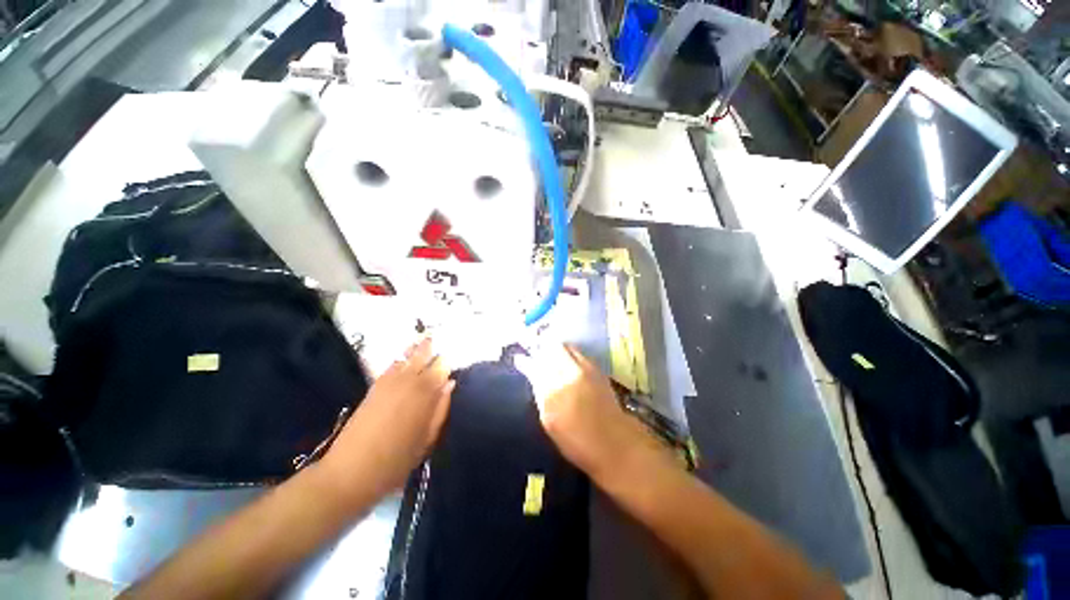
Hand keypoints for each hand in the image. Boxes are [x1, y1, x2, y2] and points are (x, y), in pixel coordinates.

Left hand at [320, 338, 453, 503]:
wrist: (349, 472)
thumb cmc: (396, 460)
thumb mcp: (427, 439)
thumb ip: (440, 409)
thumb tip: (450, 384)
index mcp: (424, 393)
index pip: (440, 367)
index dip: (446, 362)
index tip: (451, 359)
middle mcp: (407, 381)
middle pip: (422, 356)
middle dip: (429, 347)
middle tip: (435, 337)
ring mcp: (388, 383)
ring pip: (405, 358)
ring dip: (415, 349)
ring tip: (423, 339)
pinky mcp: (373, 388)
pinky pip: (390, 366)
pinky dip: (399, 360)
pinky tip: (402, 358)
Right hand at [517, 345, 663, 480]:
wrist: (614, 443)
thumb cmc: (576, 440)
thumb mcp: (549, 421)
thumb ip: (540, 394)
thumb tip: (532, 375)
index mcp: (554, 390)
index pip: (535, 366)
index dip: (525, 361)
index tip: (519, 359)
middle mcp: (570, 373)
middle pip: (552, 348)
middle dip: (541, 348)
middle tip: (535, 354)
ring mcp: (586, 369)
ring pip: (566, 347)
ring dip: (555, 349)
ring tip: (549, 356)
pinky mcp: (597, 369)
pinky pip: (578, 353)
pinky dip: (568, 353)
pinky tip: (566, 363)